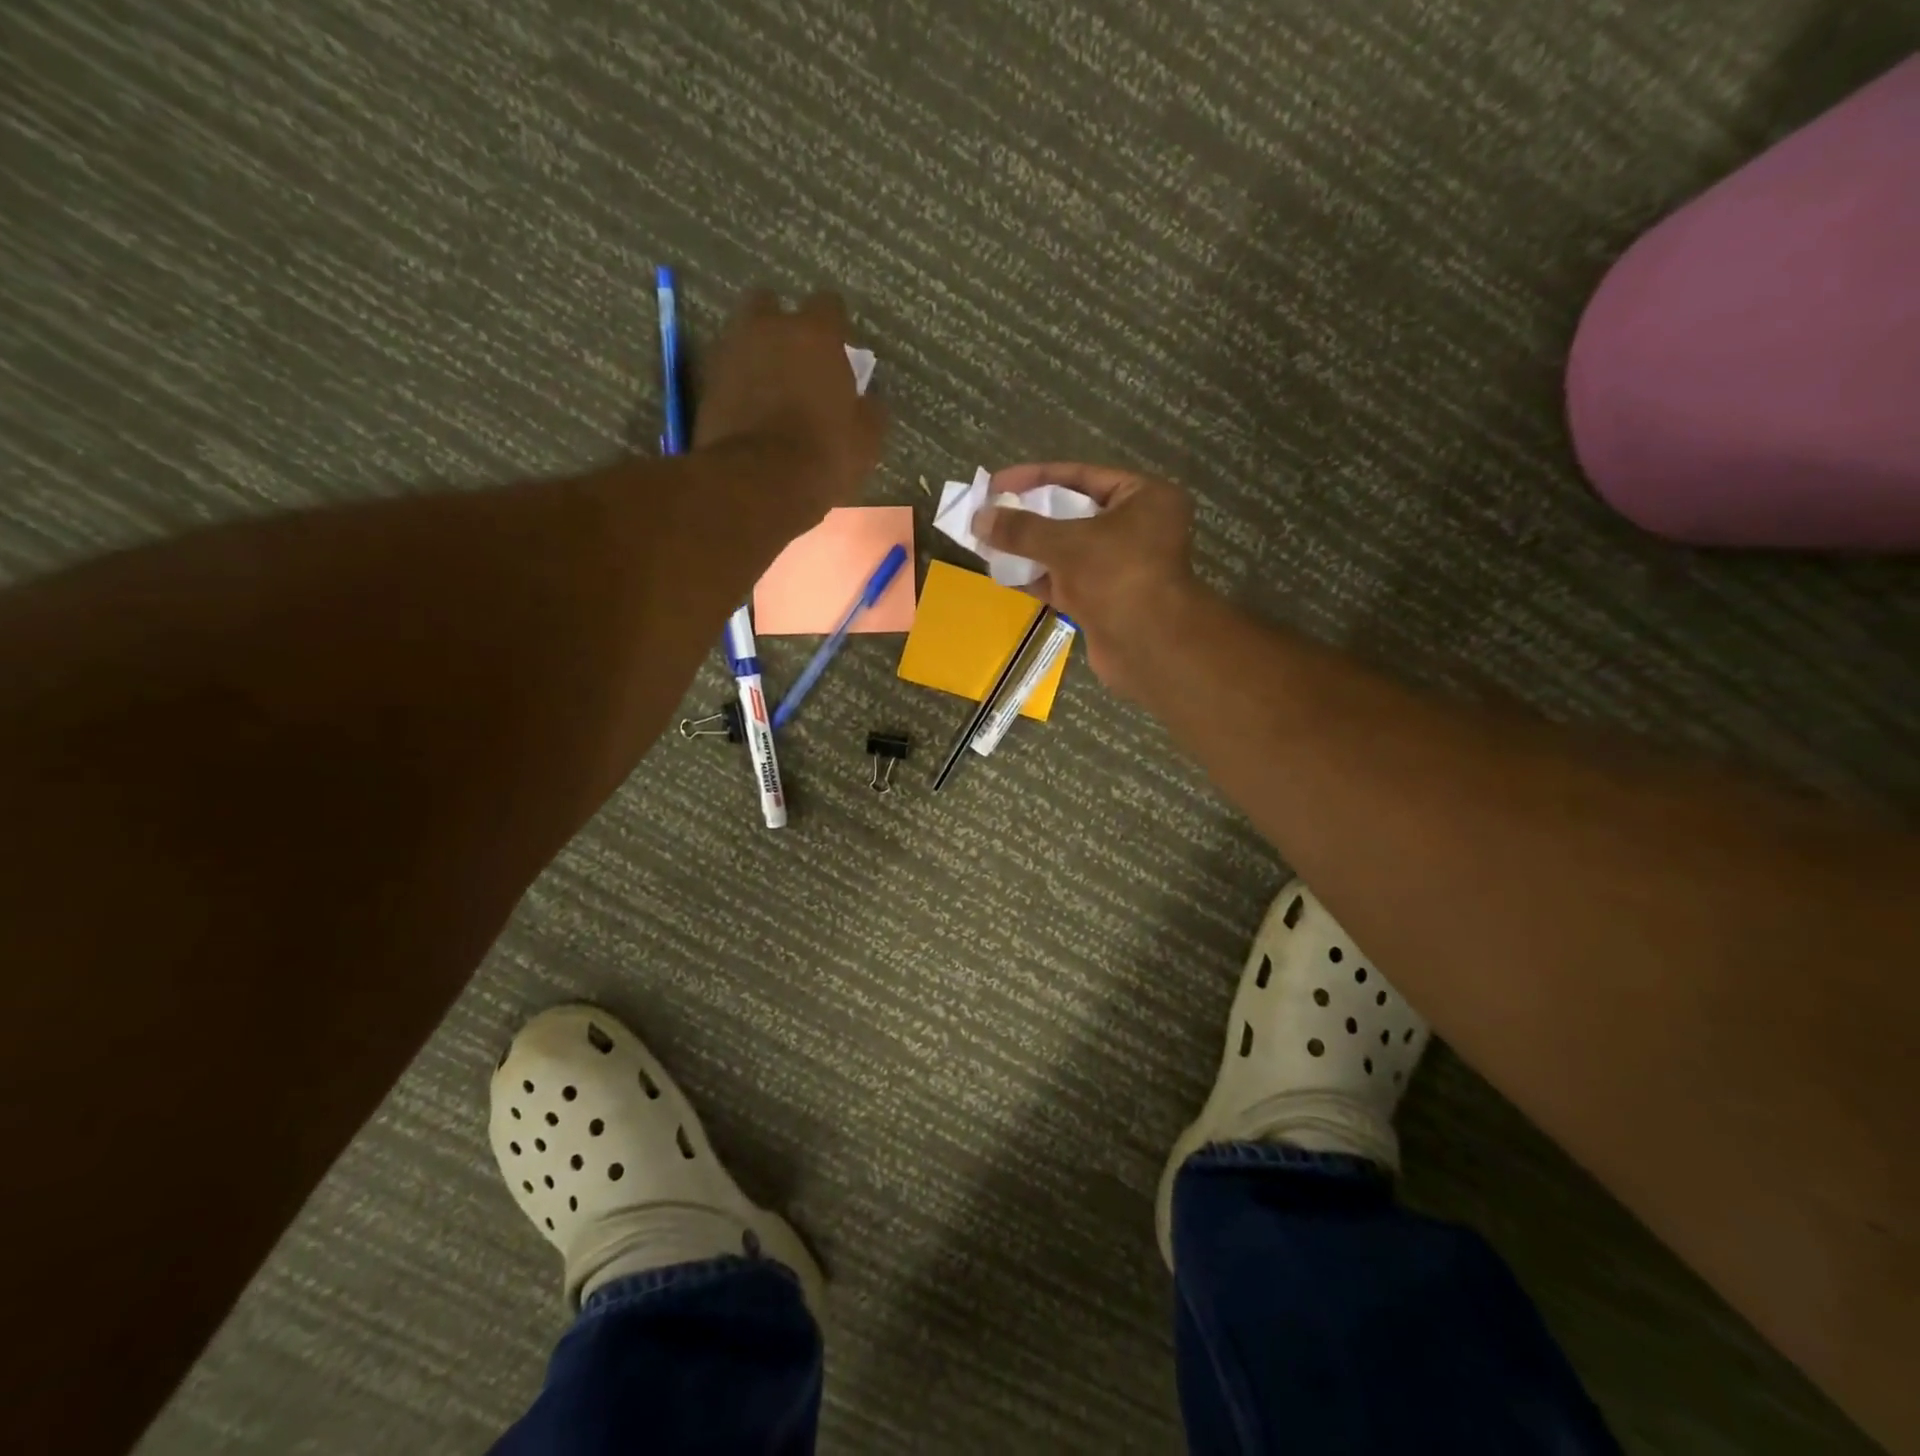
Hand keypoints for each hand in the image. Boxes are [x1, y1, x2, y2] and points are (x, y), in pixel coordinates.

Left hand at [694, 290, 885, 521]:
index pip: (828, 304)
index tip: (838, 350)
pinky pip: (726, 369)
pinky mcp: (706, 382)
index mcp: (816, 335)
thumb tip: (869, 400)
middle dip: (782, 325)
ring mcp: (732, 351)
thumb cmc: (823, 456)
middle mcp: (769, 328)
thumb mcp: (865, 441)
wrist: (757, 484)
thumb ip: (869, 410)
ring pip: (743, 334)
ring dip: (756, 351)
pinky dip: (737, 381)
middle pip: (771, 304)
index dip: (834, 327)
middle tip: (795, 359)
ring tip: (769, 385)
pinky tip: (749, 408)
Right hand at [974, 462, 1196, 695]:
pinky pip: (1065, 580)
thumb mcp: (1065, 543)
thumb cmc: (1117, 576)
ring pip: (1066, 550)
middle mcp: (1137, 528)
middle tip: (989, 513)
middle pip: (1073, 513)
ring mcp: (1120, 567)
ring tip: (988, 542)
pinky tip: (1002, 572)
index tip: (997, 483)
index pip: (1082, 476)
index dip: (1035, 477)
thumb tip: (979, 519)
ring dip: (1029, 547)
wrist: (1148, 647)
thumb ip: (1021, 529)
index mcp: (1144, 498)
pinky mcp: (1105, 600)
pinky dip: (1037, 576)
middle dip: (1029, 515)